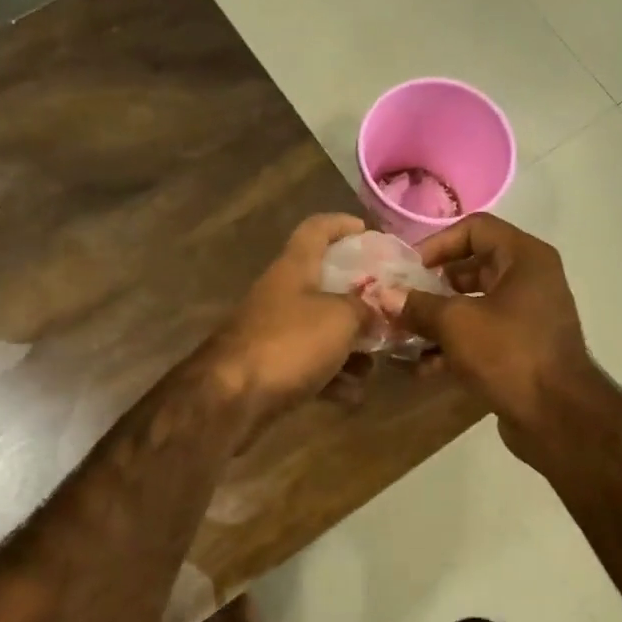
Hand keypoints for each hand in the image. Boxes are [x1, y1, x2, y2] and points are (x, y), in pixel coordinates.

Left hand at [210, 214, 371, 425]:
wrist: (232, 397)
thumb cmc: (290, 343)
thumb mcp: (340, 318)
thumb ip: (365, 309)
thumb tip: (376, 310)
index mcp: (294, 268)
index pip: (316, 229)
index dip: (341, 224)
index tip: (367, 231)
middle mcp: (282, 295)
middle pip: (324, 285)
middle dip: (359, 301)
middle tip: (389, 312)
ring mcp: (275, 333)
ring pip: (322, 331)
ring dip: (351, 348)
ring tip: (375, 365)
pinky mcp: (272, 369)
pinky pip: (311, 366)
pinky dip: (333, 378)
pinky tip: (353, 395)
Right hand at [399, 215, 596, 460]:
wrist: (558, 417)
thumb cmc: (509, 353)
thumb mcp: (456, 323)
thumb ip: (417, 305)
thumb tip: (384, 297)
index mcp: (524, 258)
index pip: (475, 229)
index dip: (437, 244)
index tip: (407, 269)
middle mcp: (530, 280)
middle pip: (471, 269)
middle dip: (430, 286)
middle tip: (398, 302)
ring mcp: (527, 317)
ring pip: (472, 306)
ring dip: (436, 319)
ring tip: (401, 336)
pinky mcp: (520, 349)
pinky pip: (480, 336)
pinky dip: (452, 346)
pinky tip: (420, 366)